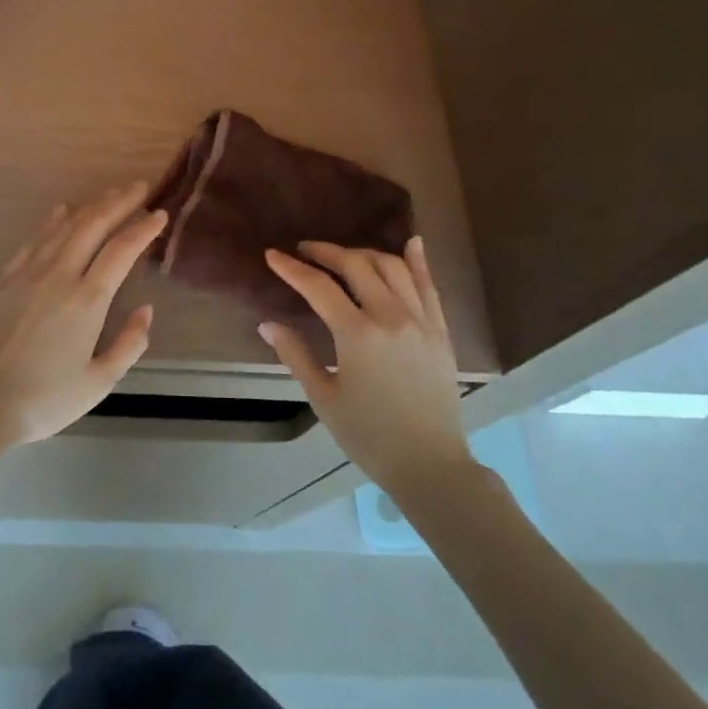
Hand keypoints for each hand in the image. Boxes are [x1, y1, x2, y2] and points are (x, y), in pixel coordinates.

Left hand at [0, 183, 167, 451]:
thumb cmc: (45, 399)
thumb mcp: (100, 382)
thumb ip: (130, 343)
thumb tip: (145, 310)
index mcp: (87, 300)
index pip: (122, 250)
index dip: (143, 228)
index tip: (160, 213)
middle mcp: (59, 275)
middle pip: (93, 226)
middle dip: (119, 202)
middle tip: (139, 187)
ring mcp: (28, 274)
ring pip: (64, 226)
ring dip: (90, 206)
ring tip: (110, 194)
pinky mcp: (5, 280)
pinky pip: (34, 239)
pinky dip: (53, 220)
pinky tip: (62, 211)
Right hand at [259, 237, 473, 499]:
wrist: (429, 464)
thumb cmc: (369, 436)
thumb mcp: (323, 398)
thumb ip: (295, 355)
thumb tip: (267, 324)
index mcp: (357, 334)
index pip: (318, 287)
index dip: (291, 268)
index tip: (272, 255)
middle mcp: (390, 316)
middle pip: (355, 265)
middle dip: (325, 252)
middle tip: (305, 250)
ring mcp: (420, 320)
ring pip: (392, 267)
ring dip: (364, 254)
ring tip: (344, 256)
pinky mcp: (440, 330)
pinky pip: (429, 286)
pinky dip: (418, 262)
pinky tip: (411, 244)